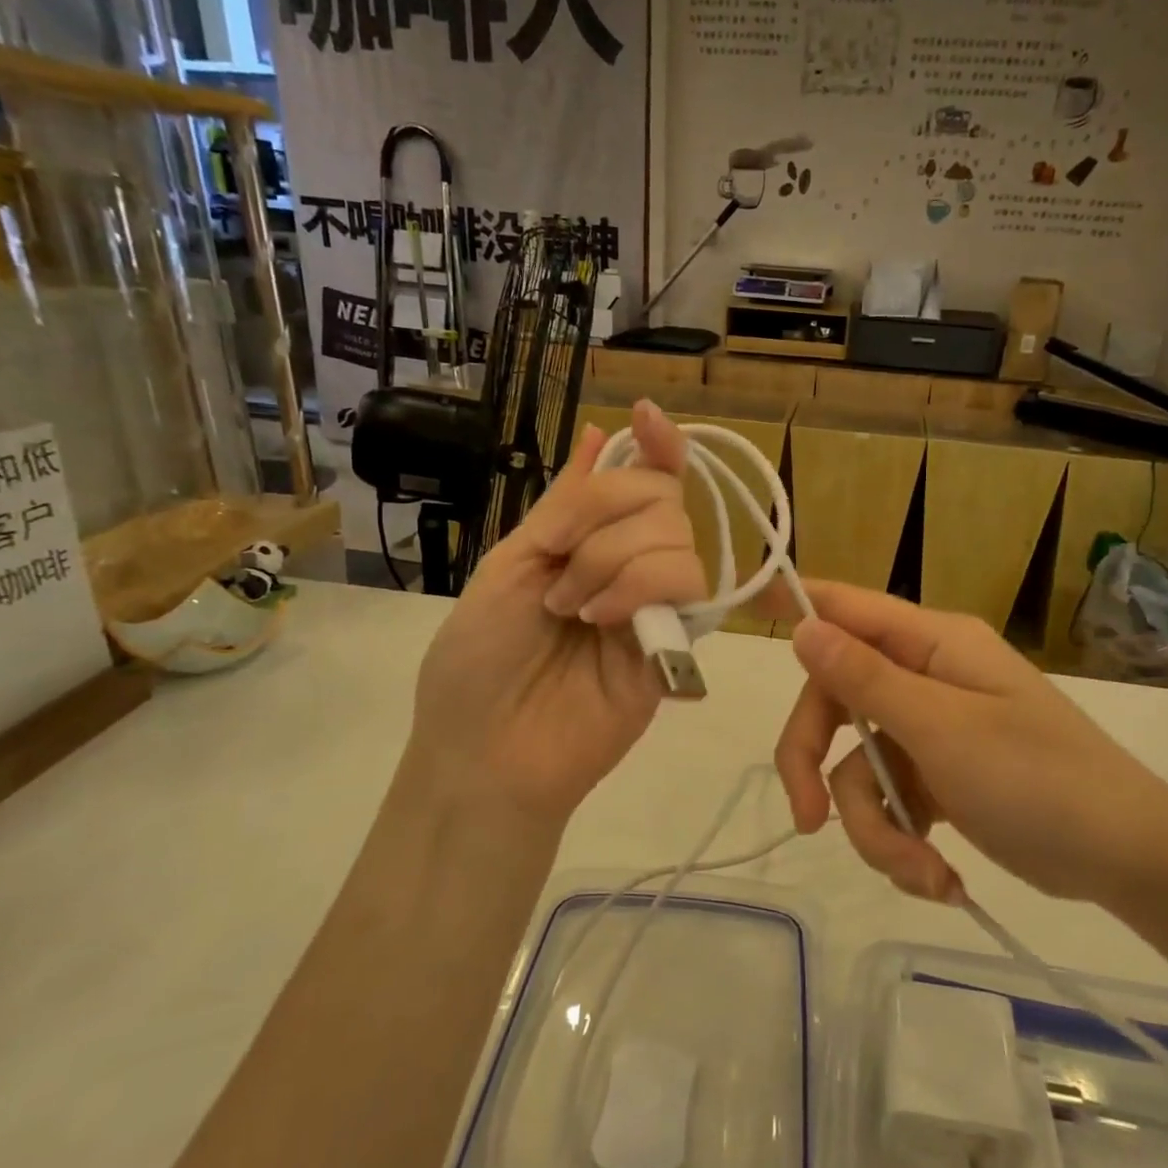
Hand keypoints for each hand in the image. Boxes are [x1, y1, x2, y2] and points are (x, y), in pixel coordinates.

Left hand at [406, 400, 706, 824]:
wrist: (485, 750)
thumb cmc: (479, 658)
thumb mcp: (510, 562)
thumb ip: (564, 504)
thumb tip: (597, 434)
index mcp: (591, 540)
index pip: (644, 478)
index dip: (655, 444)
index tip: (646, 417)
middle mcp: (634, 563)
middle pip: (661, 496)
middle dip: (603, 517)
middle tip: (558, 570)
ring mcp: (659, 603)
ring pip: (678, 536)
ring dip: (613, 560)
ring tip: (573, 610)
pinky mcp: (678, 643)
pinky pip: (689, 585)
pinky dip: (640, 586)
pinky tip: (604, 620)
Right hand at [773, 582, 1167, 905]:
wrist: (1126, 860)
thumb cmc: (1040, 778)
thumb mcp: (943, 730)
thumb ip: (867, 680)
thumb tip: (805, 627)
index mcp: (932, 645)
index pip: (850, 608)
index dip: (799, 606)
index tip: (747, 608)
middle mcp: (925, 679)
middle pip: (836, 703)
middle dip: (817, 765)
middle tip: (806, 818)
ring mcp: (931, 731)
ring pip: (858, 767)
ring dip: (876, 829)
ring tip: (921, 873)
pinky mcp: (938, 779)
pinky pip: (890, 802)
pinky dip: (903, 844)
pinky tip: (939, 878)